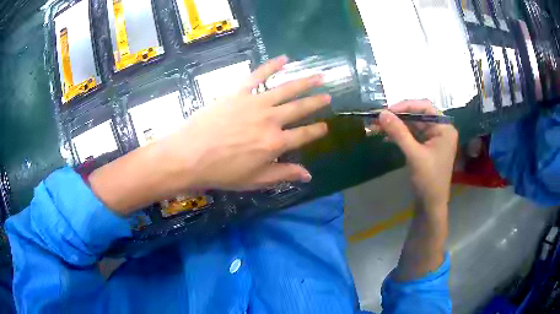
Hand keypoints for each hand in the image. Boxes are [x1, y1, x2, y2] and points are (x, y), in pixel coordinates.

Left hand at [90, 56, 330, 213]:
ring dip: (305, 82)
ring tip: (319, 77)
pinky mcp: (239, 92)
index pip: (304, 135)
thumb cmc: (222, 172)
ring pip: (286, 89)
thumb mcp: (255, 179)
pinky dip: (272, 66)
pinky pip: (258, 75)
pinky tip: (284, 59)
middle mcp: (271, 120)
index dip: (317, 131)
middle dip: (316, 102)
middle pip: (299, 108)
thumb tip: (308, 175)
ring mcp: (255, 103)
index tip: (326, 126)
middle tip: (328, 96)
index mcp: (276, 143)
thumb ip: (283, 174)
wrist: (189, 155)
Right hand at [377, 100, 457, 210]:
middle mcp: (440, 129)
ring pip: (412, 125)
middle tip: (378, 118)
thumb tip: (381, 113)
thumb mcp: (414, 155)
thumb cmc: (429, 180)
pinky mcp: (425, 147)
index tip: (388, 111)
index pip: (425, 107)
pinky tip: (385, 134)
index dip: (406, 106)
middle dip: (397, 117)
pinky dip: (399, 134)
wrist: (431, 205)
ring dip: (396, 125)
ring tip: (377, 126)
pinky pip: (411, 135)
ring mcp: (433, 138)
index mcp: (444, 128)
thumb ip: (399, 133)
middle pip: (417, 115)